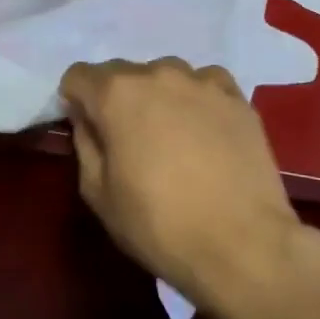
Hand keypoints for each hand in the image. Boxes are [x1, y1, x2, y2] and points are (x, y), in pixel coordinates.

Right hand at [58, 58, 301, 311]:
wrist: (243, 245)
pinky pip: (205, 85)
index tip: (89, 131)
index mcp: (116, 93)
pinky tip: (206, 133)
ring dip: (158, 97)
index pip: (79, 76)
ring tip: (172, 138)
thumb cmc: (158, 224)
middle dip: (117, 99)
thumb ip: (86, 144)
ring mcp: (202, 81)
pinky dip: (197, 101)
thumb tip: (88, 120)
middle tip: (129, 141)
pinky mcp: (237, 97)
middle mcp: (157, 73)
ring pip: (165, 76)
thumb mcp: (98, 194)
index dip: (76, 102)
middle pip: (122, 73)